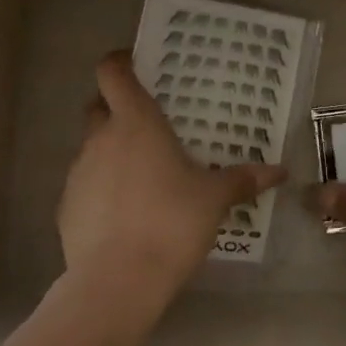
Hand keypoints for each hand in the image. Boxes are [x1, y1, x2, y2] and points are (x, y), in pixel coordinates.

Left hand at [58, 51, 286, 312]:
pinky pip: (84, 185)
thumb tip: (280, 171)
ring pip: (91, 147)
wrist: (116, 283)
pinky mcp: (65, 207)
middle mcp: (101, 138)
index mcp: (136, 121)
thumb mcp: (214, 199)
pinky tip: (123, 214)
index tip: (134, 64)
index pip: (112, 72)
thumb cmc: (171, 222)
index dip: (119, 62)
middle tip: (145, 124)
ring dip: (110, 151)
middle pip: (98, 106)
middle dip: (115, 108)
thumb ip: (243, 179)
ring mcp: (78, 172)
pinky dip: (100, 189)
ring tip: (140, 175)